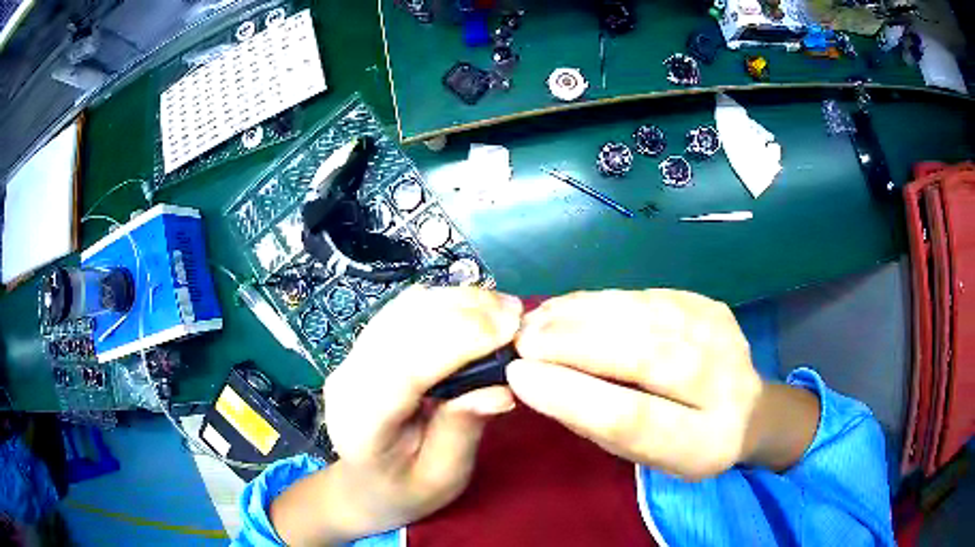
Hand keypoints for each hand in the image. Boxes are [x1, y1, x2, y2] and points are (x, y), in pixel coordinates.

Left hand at [273, 287, 521, 543]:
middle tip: (518, 316)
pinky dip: (444, 302)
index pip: (406, 365)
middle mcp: (349, 377)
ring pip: (405, 308)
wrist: (363, 485)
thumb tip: (499, 388)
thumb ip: (463, 430)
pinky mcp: (366, 345)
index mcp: (362, 421)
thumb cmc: (404, 491)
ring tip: (502, 311)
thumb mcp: (442, 477)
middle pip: (404, 324)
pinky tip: (475, 311)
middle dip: (465, 311)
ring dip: (458, 301)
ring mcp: (353, 355)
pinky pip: (405, 309)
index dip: (459, 338)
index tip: (510, 328)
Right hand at [508, 289, 816, 480]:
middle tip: (524, 339)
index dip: (574, 395)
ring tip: (539, 319)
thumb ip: (597, 423)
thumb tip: (536, 379)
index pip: (636, 419)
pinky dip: (603, 300)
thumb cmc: (684, 446)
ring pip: (648, 316)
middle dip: (576, 344)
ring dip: (585, 314)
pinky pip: (650, 297)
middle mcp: (725, 386)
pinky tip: (570, 306)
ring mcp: (724, 337)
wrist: (747, 411)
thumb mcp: (642, 457)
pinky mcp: (712, 307)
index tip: (520, 375)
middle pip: (647, 356)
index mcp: (705, 443)